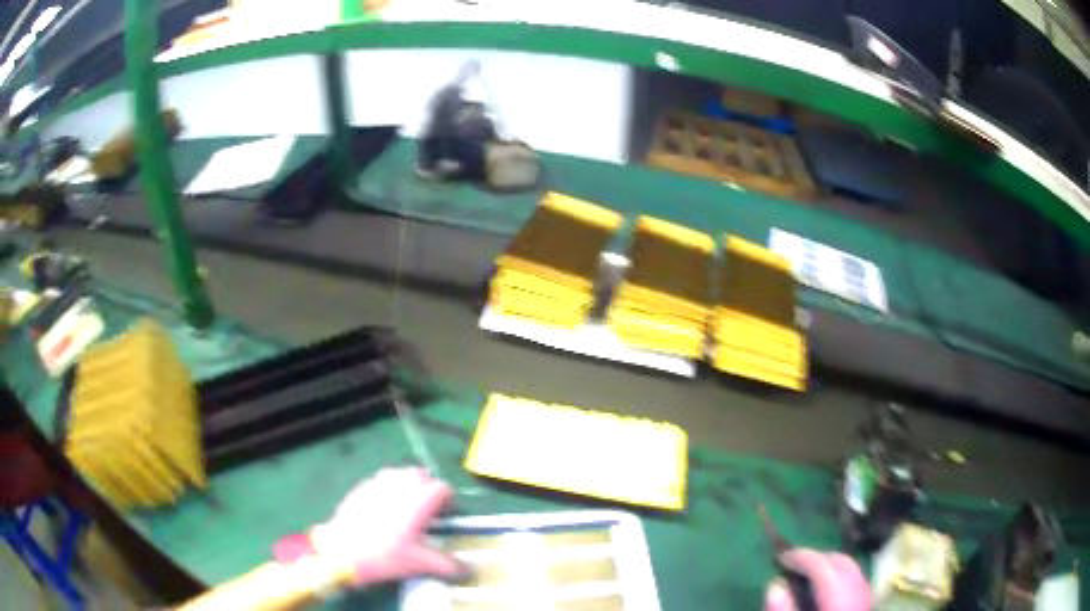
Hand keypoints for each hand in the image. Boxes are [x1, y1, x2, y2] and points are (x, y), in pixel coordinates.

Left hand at [308, 467, 464, 586]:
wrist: (342, 551)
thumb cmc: (385, 555)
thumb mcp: (419, 563)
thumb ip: (446, 565)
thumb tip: (467, 570)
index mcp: (419, 499)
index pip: (442, 488)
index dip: (447, 502)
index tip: (443, 517)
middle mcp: (400, 485)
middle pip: (420, 475)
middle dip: (426, 489)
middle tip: (425, 512)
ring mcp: (377, 483)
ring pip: (398, 474)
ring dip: (406, 486)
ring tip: (404, 508)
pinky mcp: (360, 488)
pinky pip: (379, 481)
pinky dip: (386, 490)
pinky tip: (381, 510)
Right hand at [764, 549, 869, 610]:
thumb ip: (783, 609)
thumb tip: (774, 584)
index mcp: (839, 597)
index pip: (824, 565)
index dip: (802, 556)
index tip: (781, 556)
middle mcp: (858, 590)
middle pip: (843, 562)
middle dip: (819, 556)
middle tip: (794, 562)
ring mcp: (867, 595)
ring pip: (853, 568)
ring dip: (831, 564)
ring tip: (808, 573)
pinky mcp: (868, 602)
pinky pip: (858, 580)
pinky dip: (842, 576)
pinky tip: (828, 586)